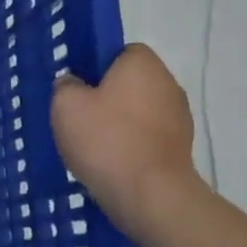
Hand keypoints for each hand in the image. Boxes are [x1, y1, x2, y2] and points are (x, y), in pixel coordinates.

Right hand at [49, 43, 198, 237]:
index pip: (121, 51)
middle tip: (77, 115)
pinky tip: (109, 162)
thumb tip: (73, 84)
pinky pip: (146, 137)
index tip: (78, 86)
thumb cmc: (106, 139)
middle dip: (106, 96)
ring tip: (90, 144)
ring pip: (138, 111)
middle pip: (130, 82)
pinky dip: (129, 145)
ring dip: (118, 122)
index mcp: (143, 65)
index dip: (97, 65)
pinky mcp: (180, 149)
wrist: (149, 195)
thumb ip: (65, 85)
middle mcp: (168, 85)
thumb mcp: (65, 105)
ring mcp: (179, 119)